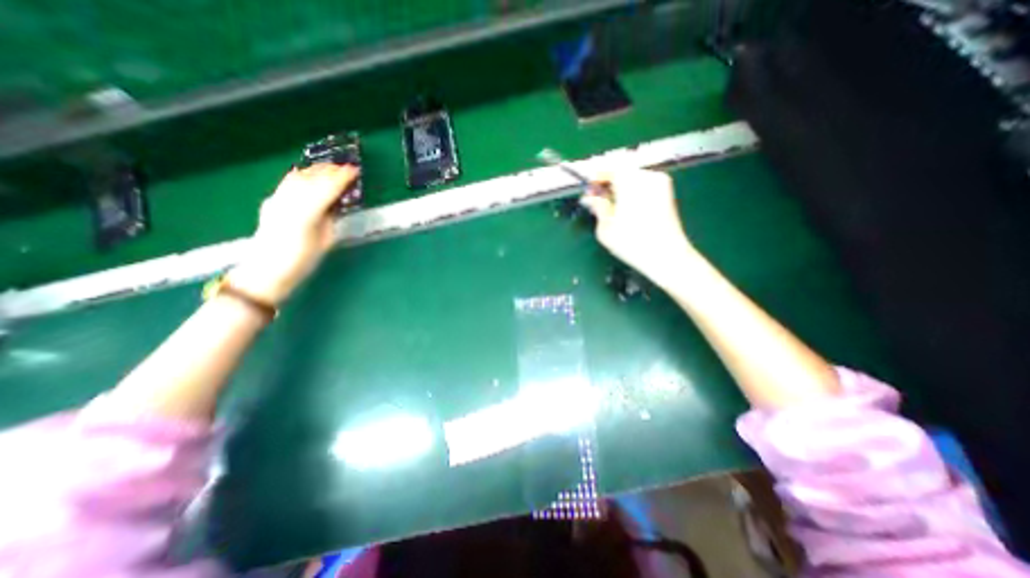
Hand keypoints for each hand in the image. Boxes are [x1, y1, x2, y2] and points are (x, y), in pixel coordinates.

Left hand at [227, 162, 358, 301]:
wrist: (267, 270)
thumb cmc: (302, 261)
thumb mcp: (325, 241)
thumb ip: (329, 219)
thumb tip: (334, 204)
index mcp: (306, 215)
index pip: (326, 189)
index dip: (341, 178)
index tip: (354, 171)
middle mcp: (288, 203)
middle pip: (311, 179)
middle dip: (329, 171)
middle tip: (346, 167)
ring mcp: (276, 201)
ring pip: (298, 177)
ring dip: (316, 170)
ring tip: (330, 168)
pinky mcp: (271, 203)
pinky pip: (288, 183)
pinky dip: (301, 175)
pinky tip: (308, 174)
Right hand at [582, 166, 694, 285]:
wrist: (667, 256)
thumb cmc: (633, 244)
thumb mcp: (605, 228)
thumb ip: (597, 207)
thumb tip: (590, 198)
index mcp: (630, 182)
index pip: (609, 167)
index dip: (596, 176)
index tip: (588, 189)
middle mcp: (647, 177)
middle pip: (622, 170)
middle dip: (608, 183)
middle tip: (597, 200)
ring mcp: (660, 184)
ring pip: (633, 177)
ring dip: (620, 188)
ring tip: (611, 207)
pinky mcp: (667, 193)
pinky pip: (643, 185)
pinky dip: (632, 192)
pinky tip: (626, 210)